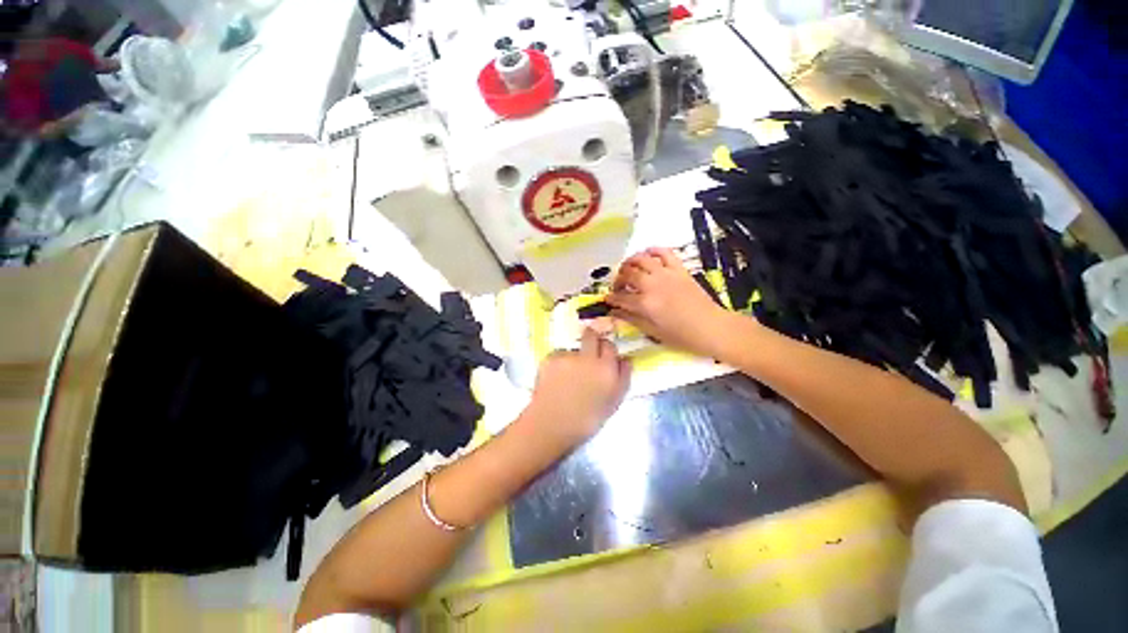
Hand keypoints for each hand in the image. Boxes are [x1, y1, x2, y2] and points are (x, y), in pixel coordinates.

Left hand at [522, 329, 630, 450]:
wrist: (550, 426)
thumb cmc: (585, 421)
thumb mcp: (613, 403)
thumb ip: (622, 378)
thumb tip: (625, 359)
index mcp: (607, 369)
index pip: (610, 345)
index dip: (606, 349)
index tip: (603, 355)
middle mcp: (588, 357)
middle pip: (591, 335)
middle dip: (591, 339)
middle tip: (587, 352)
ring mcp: (567, 356)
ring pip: (573, 348)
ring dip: (574, 356)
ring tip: (568, 376)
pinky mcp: (550, 358)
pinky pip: (558, 355)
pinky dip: (558, 363)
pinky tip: (555, 379)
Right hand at [606, 247, 732, 357]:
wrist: (711, 327)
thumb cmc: (681, 335)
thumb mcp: (653, 332)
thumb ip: (631, 319)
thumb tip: (614, 312)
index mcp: (645, 304)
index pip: (620, 297)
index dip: (611, 298)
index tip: (607, 299)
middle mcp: (652, 285)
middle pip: (627, 274)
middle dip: (618, 279)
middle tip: (618, 286)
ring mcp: (666, 274)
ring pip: (641, 259)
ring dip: (630, 262)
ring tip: (628, 269)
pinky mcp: (679, 269)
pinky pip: (664, 252)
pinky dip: (653, 250)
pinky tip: (647, 255)